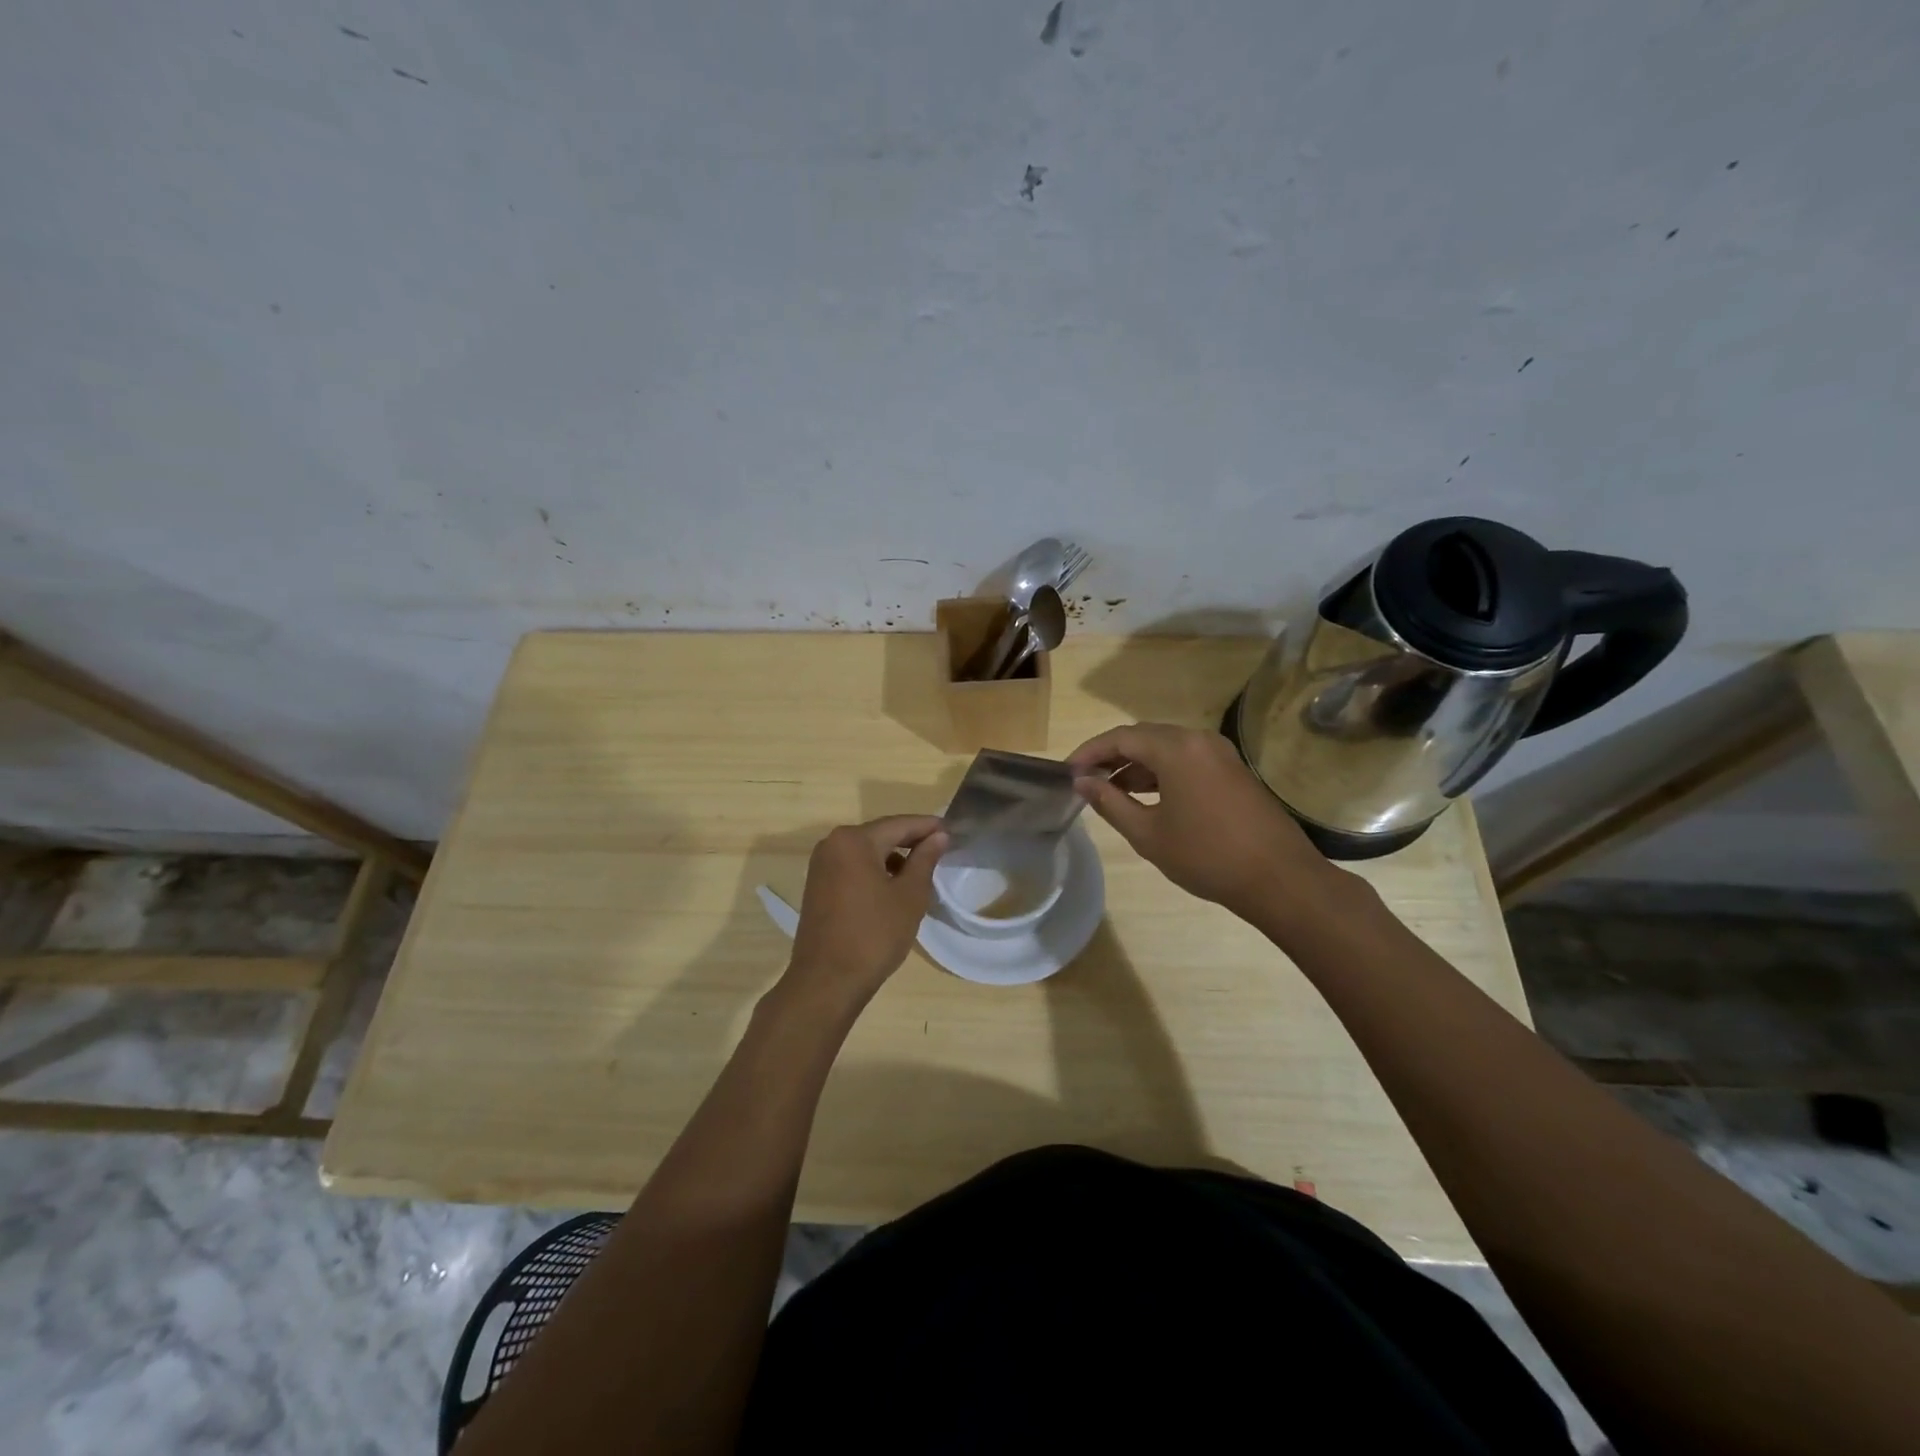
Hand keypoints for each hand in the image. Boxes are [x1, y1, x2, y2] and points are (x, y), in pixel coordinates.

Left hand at [784, 815, 947, 1012]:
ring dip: (893, 858)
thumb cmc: (874, 935)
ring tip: (921, 873)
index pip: (899, 824)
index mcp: (854, 840)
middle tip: (941, 849)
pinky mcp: (817, 886)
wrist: (827, 981)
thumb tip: (938, 836)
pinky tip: (893, 888)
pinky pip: (853, 867)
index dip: (927, 826)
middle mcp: (832, 844)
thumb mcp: (909, 896)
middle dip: (910, 841)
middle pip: (880, 835)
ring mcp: (821, 865)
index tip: (952, 830)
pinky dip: (875, 871)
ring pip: (866, 852)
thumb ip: (925, 860)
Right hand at [1067, 722, 1355, 930]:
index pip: (1120, 738)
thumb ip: (1111, 802)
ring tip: (1111, 792)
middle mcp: (1198, 740)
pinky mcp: (1232, 770)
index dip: (1089, 752)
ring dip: (1136, 765)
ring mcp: (1220, 753)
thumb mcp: (1148, 833)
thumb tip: (1082, 782)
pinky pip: (1186, 759)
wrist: (1279, 879)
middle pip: (1143, 737)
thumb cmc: (1206, 856)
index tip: (1067, 773)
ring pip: (1166, 748)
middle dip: (1111, 756)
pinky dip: (1161, 772)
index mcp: (1176, 749)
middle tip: (1086, 781)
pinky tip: (1148, 797)